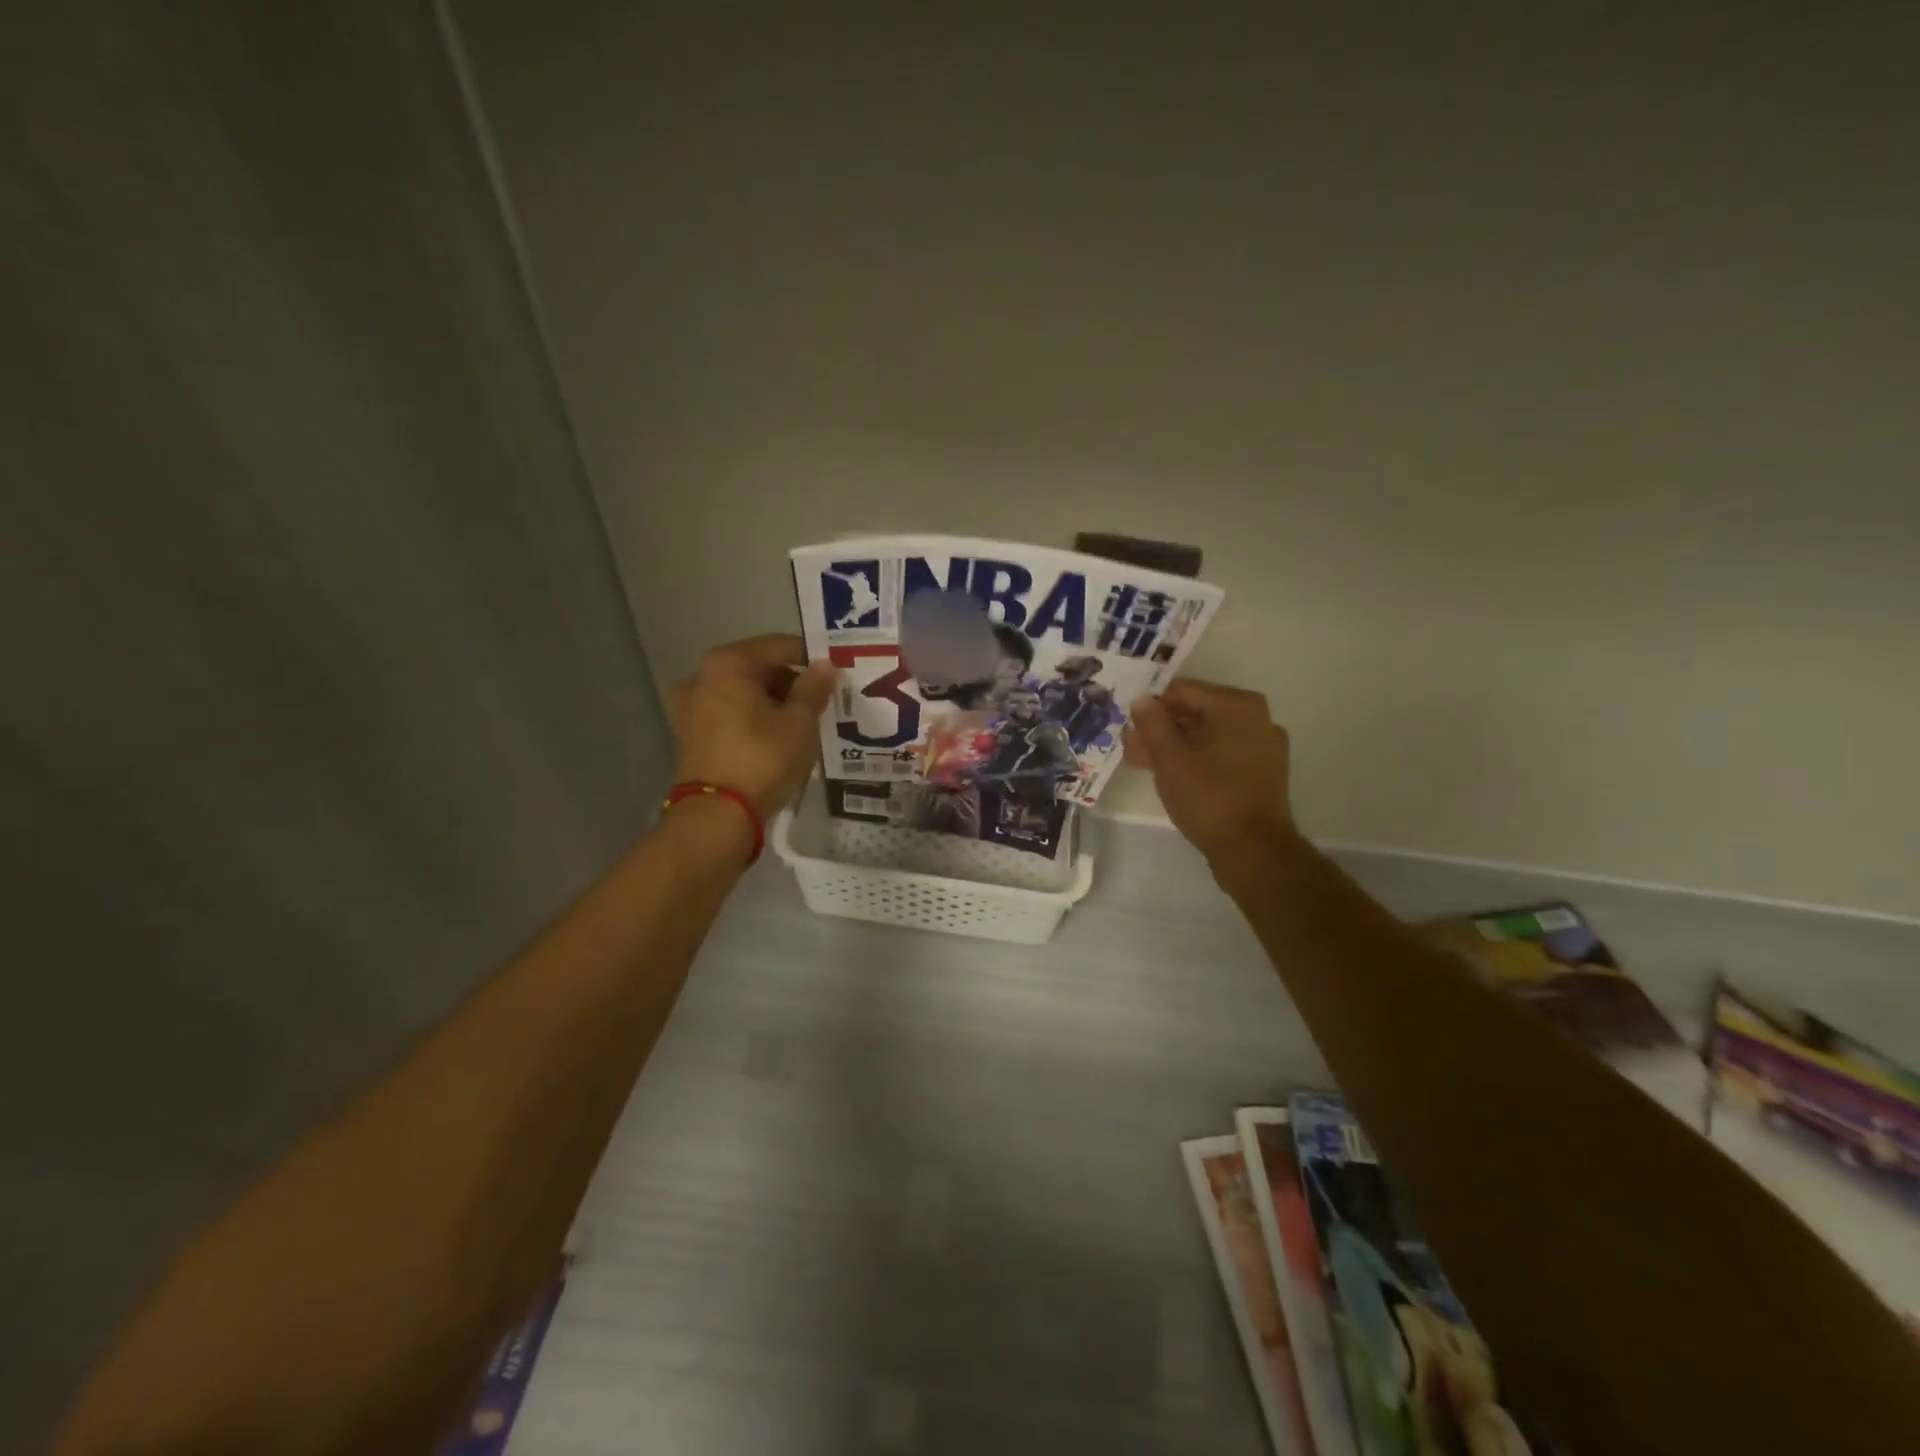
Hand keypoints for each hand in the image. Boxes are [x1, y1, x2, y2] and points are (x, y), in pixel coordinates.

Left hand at [670, 635, 835, 818]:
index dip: (810, 657)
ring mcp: (690, 707)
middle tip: (821, 702)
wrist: (717, 815)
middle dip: (790, 682)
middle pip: (757, 668)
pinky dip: (752, 720)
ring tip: (802, 723)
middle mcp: (701, 677)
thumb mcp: (800, 722)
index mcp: (728, 663)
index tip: (834, 673)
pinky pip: (729, 715)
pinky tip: (776, 739)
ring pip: (742, 694)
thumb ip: (814, 688)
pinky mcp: (689, 735)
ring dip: (772, 703)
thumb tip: (824, 665)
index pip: (779, 646)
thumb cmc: (763, 758)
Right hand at [1124, 681, 1297, 872]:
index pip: (1183, 691)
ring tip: (1140, 760)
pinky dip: (1195, 759)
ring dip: (1174, 745)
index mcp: (1237, 706)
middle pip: (1197, 713)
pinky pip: (1221, 755)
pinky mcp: (1261, 773)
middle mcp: (1256, 719)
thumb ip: (1152, 724)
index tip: (1128, 724)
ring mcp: (1262, 747)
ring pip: (1207, 736)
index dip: (1152, 706)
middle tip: (1129, 744)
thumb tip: (1142, 700)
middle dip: (1161, 728)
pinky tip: (1169, 774)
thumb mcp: (1170, 759)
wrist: (1253, 850)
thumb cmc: (1209, 797)